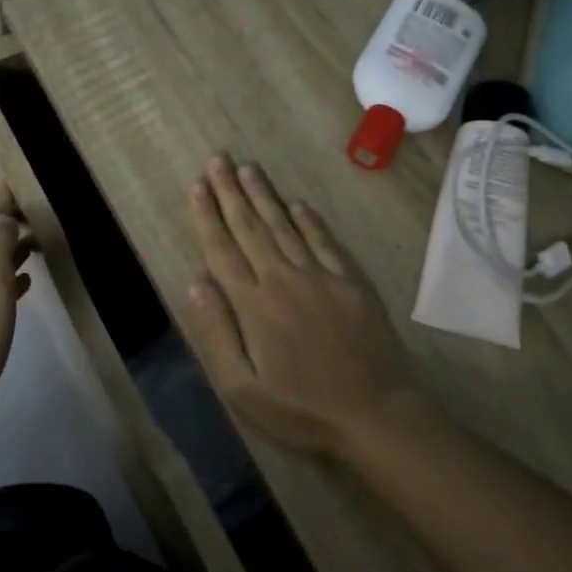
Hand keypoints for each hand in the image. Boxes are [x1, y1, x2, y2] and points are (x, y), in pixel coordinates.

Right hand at [180, 154, 425, 457]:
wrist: (375, 413)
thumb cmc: (301, 408)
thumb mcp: (243, 388)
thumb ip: (216, 333)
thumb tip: (196, 282)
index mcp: (254, 304)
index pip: (223, 249)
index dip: (207, 216)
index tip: (197, 185)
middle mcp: (284, 278)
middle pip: (251, 227)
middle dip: (231, 191)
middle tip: (218, 158)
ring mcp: (321, 276)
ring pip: (285, 226)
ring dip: (264, 195)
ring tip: (248, 168)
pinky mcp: (350, 281)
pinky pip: (324, 241)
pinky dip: (308, 219)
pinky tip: (296, 204)